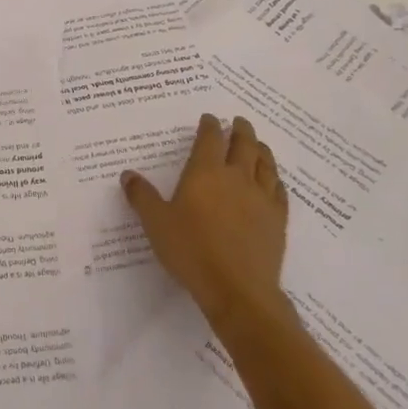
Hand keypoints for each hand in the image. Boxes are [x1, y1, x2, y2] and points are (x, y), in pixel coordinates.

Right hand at [122, 114, 288, 328]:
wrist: (237, 290)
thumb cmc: (192, 251)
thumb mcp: (156, 223)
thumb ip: (142, 196)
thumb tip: (128, 174)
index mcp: (206, 172)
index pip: (210, 138)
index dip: (210, 125)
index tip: (209, 118)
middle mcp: (236, 177)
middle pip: (243, 144)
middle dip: (240, 130)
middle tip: (239, 122)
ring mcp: (261, 198)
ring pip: (265, 163)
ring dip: (261, 149)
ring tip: (258, 144)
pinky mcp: (277, 220)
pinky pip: (279, 190)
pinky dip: (275, 179)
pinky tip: (273, 181)